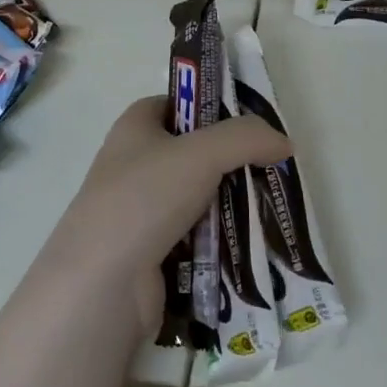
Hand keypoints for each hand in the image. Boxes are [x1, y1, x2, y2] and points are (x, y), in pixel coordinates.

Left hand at [49, 97, 290, 331]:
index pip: (175, 103)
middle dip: (230, 161)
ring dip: (230, 204)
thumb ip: (246, 139)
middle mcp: (133, 165)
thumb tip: (284, 143)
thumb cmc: (144, 199)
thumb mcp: (201, 154)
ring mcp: (141, 211)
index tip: (249, 124)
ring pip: (197, 197)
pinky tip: (250, 246)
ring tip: (268, 209)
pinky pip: (196, 237)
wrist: (102, 283)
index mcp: (134, 128)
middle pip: (192, 153)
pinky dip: (220, 241)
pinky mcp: (152, 251)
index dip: (210, 107)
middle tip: (270, 169)